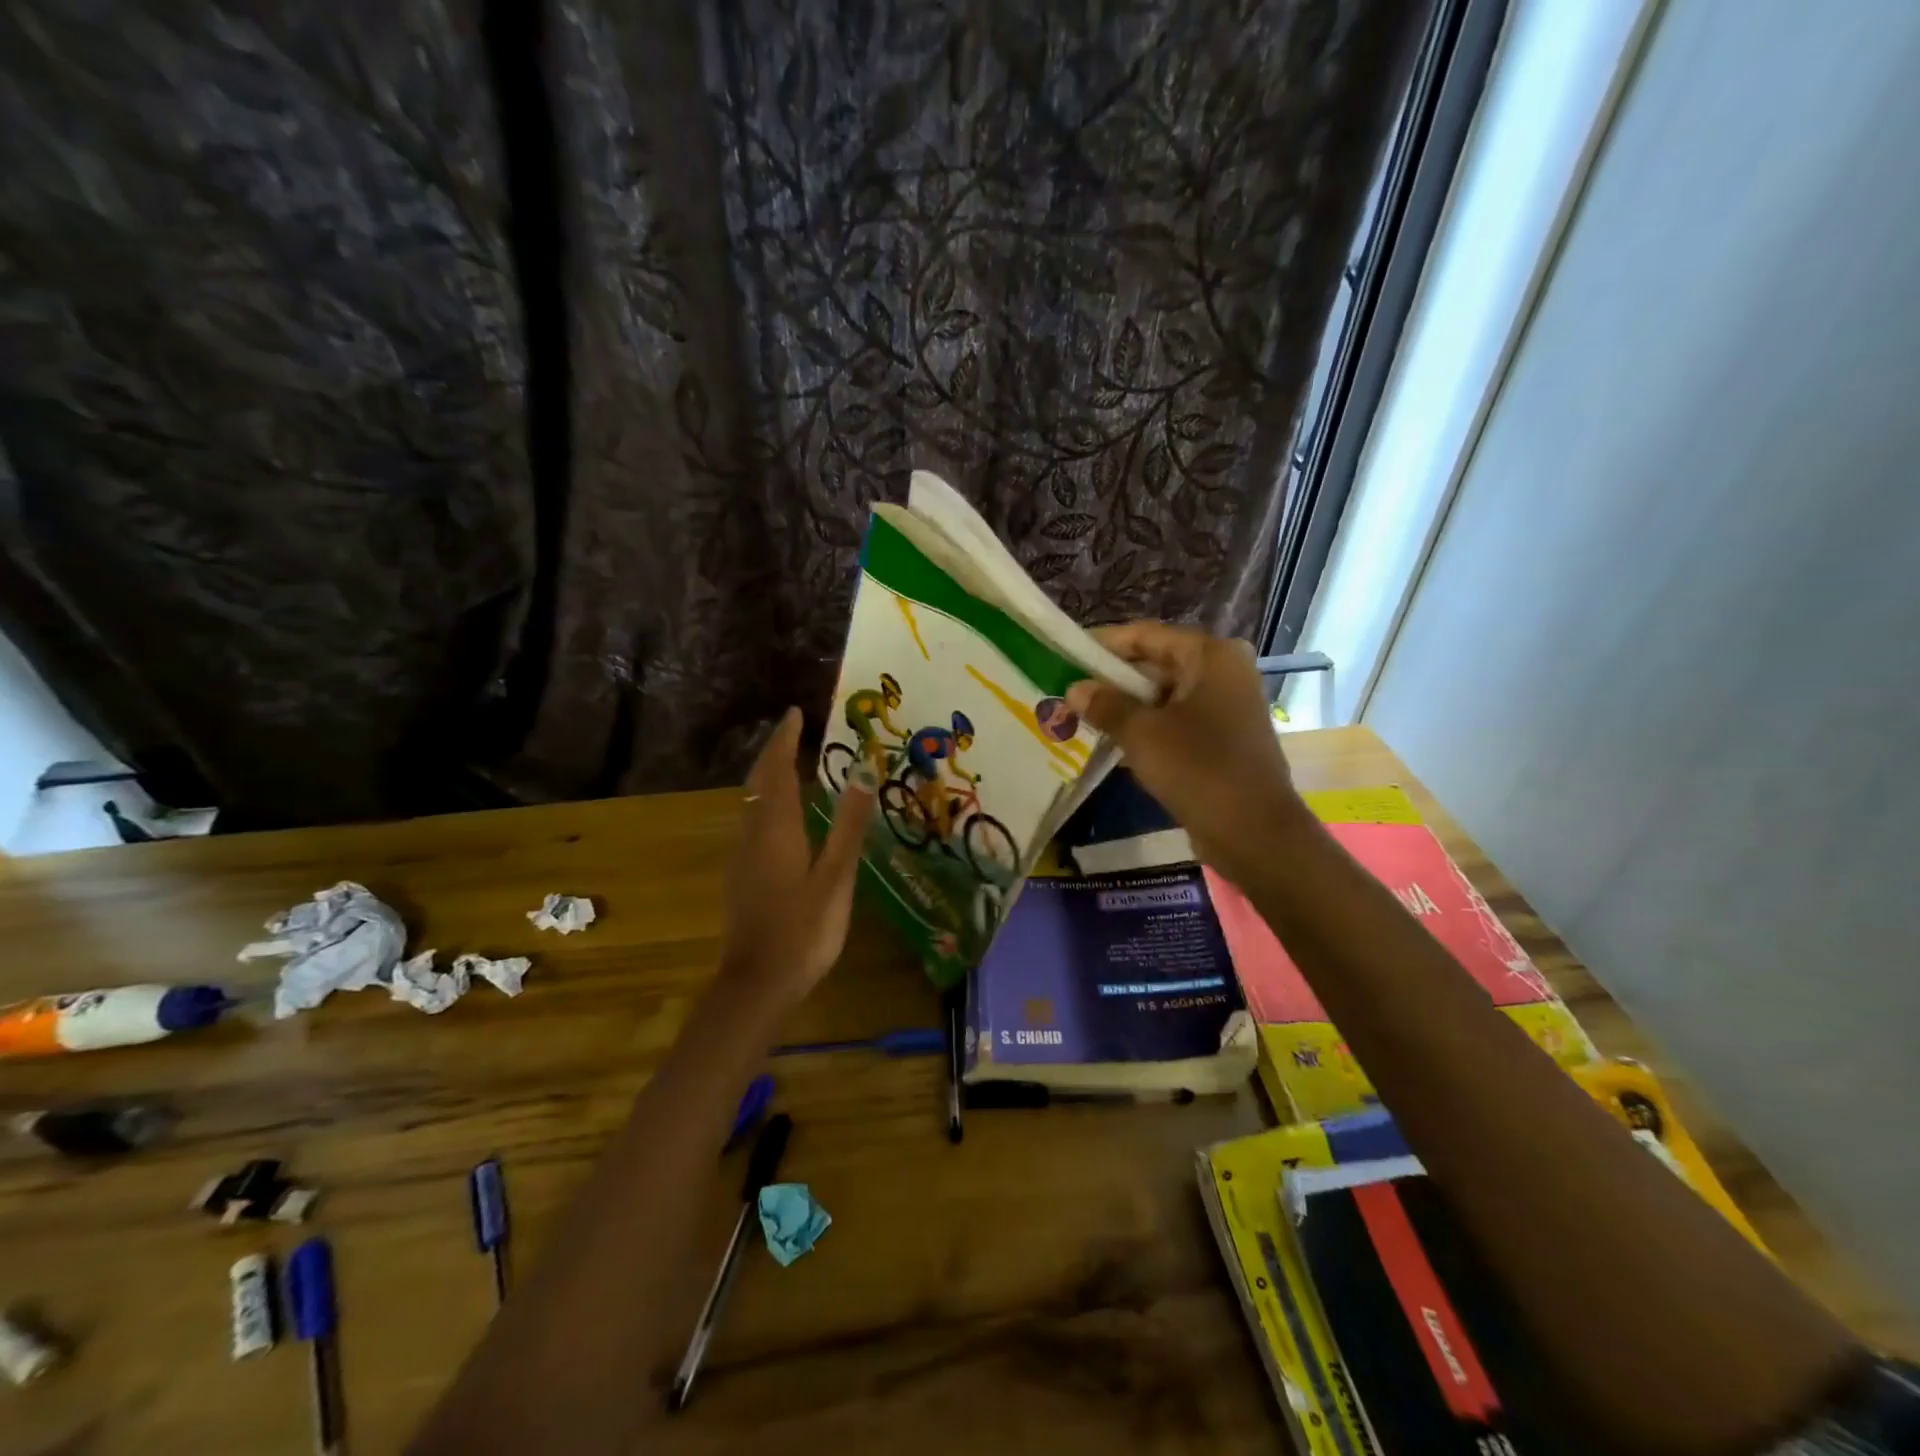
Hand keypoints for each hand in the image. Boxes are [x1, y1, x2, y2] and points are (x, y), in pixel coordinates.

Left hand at [721, 707, 876, 1006]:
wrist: (758, 984)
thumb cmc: (804, 930)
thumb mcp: (836, 877)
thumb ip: (848, 824)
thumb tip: (862, 771)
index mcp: (777, 829)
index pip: (776, 770)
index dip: (785, 740)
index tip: (795, 713)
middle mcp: (753, 835)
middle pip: (758, 782)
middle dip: (773, 752)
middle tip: (793, 731)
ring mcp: (743, 857)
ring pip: (751, 802)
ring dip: (767, 776)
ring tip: (790, 763)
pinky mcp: (742, 877)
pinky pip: (752, 822)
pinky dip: (766, 802)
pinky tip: (782, 815)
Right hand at [1067, 623, 1304, 886]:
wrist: (1253, 832)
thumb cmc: (1197, 768)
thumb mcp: (1141, 733)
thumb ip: (1106, 705)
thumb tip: (1074, 689)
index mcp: (1211, 656)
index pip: (1146, 635)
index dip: (1105, 644)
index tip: (1068, 654)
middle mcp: (1223, 672)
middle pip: (1157, 663)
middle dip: (1113, 679)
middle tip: (1070, 689)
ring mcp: (1226, 707)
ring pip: (1164, 695)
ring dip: (1126, 706)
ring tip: (1081, 715)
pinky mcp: (1223, 739)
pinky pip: (1176, 721)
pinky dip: (1147, 728)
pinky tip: (1111, 741)